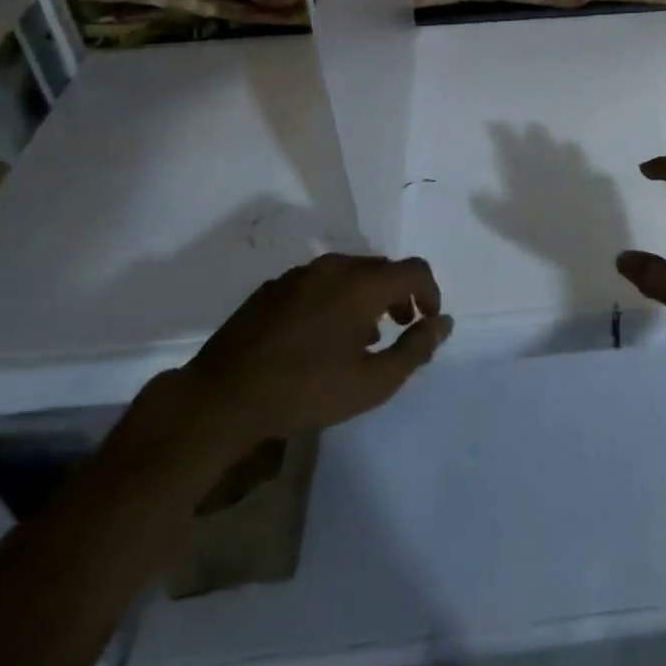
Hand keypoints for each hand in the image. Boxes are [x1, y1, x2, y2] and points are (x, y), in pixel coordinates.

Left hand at [176, 254, 451, 467]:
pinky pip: (319, 283)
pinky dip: (334, 300)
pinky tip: (321, 337)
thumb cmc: (305, 391)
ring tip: (361, 338)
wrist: (222, 398)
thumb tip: (443, 323)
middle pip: (382, 269)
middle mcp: (334, 266)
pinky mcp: (274, 287)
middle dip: (399, 295)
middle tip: (399, 329)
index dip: (430, 293)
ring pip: (349, 274)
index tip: (427, 322)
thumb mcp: (372, 383)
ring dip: (366, 298)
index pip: (414, 270)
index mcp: (362, 283)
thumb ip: (415, 349)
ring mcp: (300, 274)